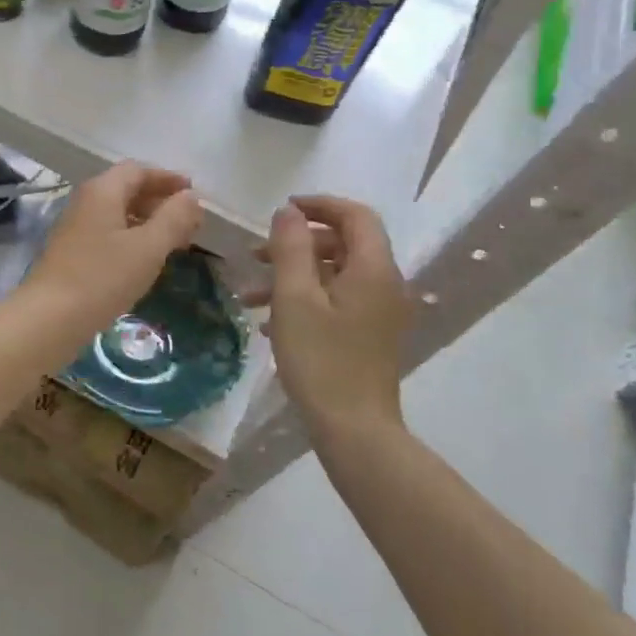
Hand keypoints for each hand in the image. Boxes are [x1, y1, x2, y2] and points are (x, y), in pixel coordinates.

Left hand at [25, 162, 202, 330]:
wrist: (50, 317)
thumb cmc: (103, 277)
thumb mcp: (148, 247)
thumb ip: (173, 219)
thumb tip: (191, 196)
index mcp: (102, 191)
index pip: (137, 170)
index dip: (167, 178)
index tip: (193, 193)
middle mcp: (86, 202)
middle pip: (126, 190)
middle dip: (160, 201)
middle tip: (189, 222)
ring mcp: (76, 227)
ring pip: (118, 214)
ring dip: (147, 221)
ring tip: (174, 242)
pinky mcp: (72, 252)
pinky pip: (108, 233)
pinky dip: (132, 238)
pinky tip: (145, 259)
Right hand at [246, 196, 408, 432]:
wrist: (354, 430)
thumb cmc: (321, 359)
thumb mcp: (294, 298)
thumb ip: (291, 248)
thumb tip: (288, 212)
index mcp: (373, 269)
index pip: (356, 215)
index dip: (320, 205)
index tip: (282, 210)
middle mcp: (384, 284)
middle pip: (344, 244)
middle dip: (298, 244)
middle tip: (257, 256)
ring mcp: (379, 312)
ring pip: (335, 275)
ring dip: (294, 275)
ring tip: (251, 295)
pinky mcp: (369, 335)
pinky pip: (337, 301)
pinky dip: (305, 299)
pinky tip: (270, 322)